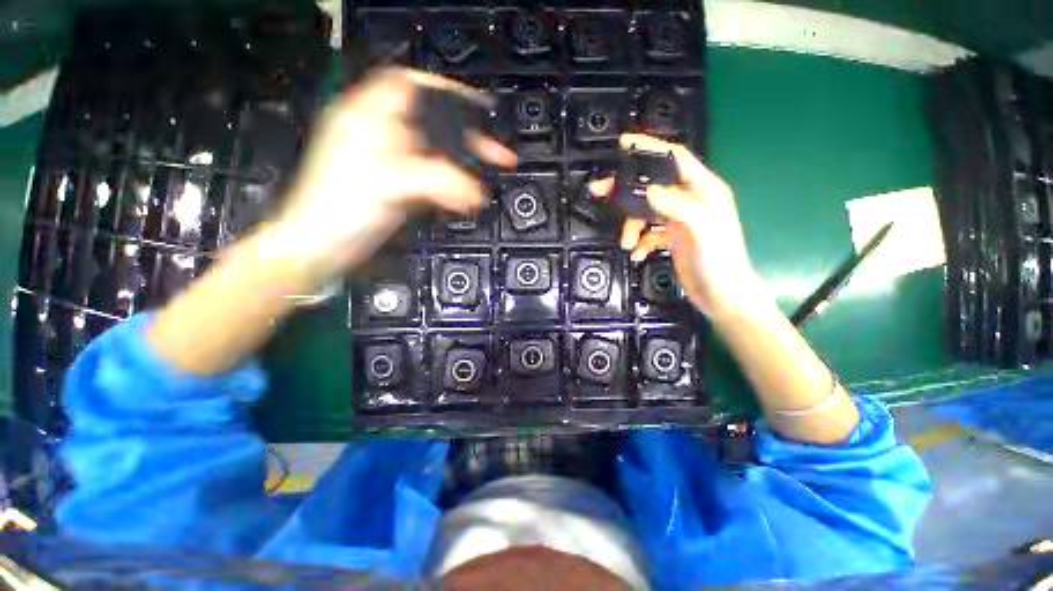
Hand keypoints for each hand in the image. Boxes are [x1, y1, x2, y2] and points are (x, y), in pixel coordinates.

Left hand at [272, 68, 515, 283]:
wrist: (322, 248)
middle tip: (494, 152)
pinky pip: (432, 179)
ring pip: (435, 155)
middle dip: (466, 138)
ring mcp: (389, 163)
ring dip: (461, 168)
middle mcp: (379, 135)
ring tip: (482, 185)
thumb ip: (438, 179)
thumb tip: (475, 191)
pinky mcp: (396, 186)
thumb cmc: (339, 209)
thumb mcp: (390, 183)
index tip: (475, 108)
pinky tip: (462, 199)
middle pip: (432, 124)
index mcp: (367, 117)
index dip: (446, 92)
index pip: (411, 86)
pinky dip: (450, 188)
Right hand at [591, 134, 762, 318]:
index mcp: (702, 189)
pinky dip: (640, 241)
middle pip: (652, 185)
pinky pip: (648, 233)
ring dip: (632, 225)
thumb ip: (677, 205)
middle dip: (627, 190)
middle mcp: (689, 200)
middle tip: (601, 191)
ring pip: (646, 211)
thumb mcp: (701, 228)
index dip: (650, 147)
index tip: (624, 143)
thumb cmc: (719, 260)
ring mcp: (679, 220)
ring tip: (626, 243)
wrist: (722, 295)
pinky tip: (637, 254)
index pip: (674, 158)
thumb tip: (648, 189)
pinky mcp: (672, 237)